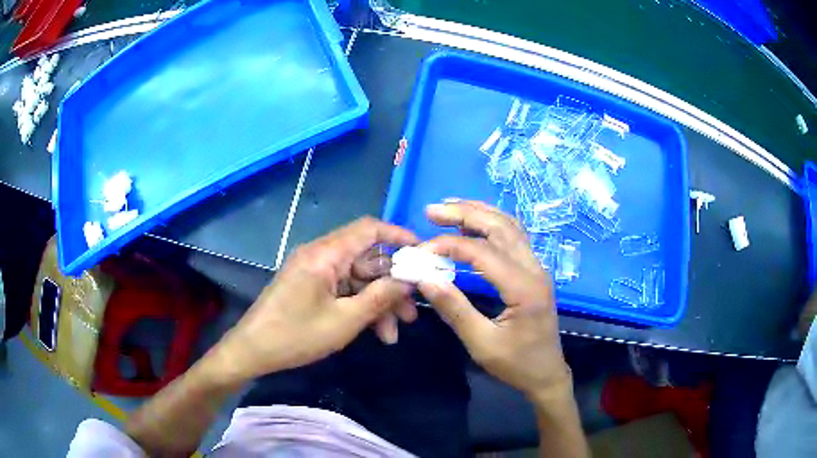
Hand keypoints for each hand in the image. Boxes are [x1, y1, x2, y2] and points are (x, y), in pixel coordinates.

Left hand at [214, 217, 417, 382]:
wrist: (253, 351)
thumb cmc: (296, 335)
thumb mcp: (344, 321)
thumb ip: (380, 297)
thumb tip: (409, 280)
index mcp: (326, 254)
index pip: (369, 229)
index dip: (399, 236)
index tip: (423, 254)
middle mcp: (321, 256)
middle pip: (367, 260)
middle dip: (392, 285)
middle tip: (411, 312)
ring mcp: (315, 272)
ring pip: (357, 279)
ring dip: (377, 302)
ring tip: (393, 333)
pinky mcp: (311, 287)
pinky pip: (343, 290)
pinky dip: (360, 307)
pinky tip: (375, 333)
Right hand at [417, 201, 571, 400]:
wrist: (547, 374)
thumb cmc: (516, 364)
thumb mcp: (482, 344)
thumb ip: (455, 310)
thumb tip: (425, 278)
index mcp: (524, 287)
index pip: (482, 252)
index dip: (448, 246)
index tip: (420, 251)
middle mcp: (535, 269)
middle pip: (500, 227)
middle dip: (465, 213)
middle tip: (432, 210)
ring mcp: (537, 268)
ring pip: (510, 227)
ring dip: (480, 213)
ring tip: (450, 208)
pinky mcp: (534, 272)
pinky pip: (514, 238)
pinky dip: (491, 225)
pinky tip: (474, 225)